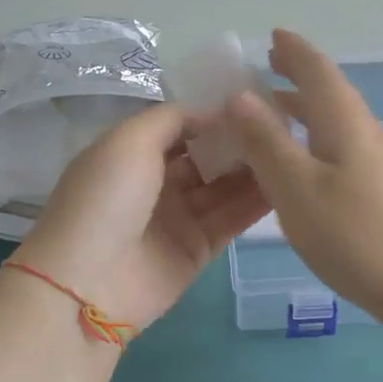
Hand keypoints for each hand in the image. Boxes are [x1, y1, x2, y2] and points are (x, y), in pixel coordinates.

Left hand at [14, 103, 270, 330]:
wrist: (89, 283)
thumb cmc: (106, 199)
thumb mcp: (130, 140)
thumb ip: (174, 118)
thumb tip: (215, 110)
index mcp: (131, 153)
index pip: (181, 126)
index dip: (214, 113)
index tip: (255, 98)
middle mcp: (155, 183)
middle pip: (206, 156)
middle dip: (239, 140)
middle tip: (284, 123)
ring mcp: (177, 218)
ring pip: (224, 187)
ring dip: (254, 169)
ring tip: (293, 148)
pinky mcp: (197, 250)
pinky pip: (231, 220)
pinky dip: (256, 203)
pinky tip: (288, 182)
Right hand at [223, 29, 382, 322]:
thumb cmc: (355, 234)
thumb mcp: (297, 187)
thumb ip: (266, 142)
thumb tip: (239, 95)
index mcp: (344, 121)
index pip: (317, 71)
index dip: (294, 51)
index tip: (273, 34)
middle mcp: (364, 132)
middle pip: (330, 91)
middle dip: (299, 74)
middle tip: (269, 64)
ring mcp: (377, 162)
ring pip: (335, 120)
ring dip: (305, 107)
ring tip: (276, 107)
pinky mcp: (381, 189)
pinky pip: (339, 145)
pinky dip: (314, 136)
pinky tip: (303, 161)